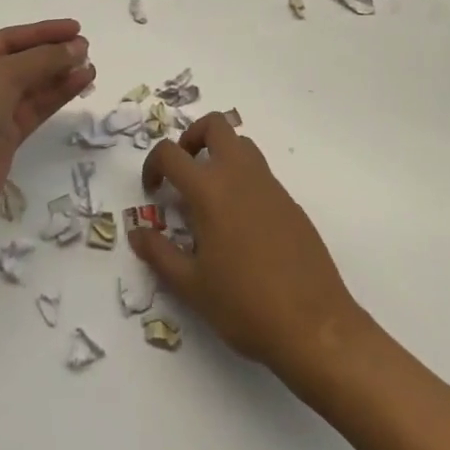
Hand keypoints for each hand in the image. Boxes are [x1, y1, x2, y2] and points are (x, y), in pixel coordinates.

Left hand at [0, 19, 93, 237]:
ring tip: (90, 67)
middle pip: (21, 62)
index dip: (43, 32)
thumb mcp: (1, 76)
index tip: (76, 28)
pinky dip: (57, 96)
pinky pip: (35, 109)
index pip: (8, 39)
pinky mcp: (4, 139)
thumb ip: (42, 59)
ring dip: (60, 75)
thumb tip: (77, 47)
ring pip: (31, 87)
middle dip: (53, 54)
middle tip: (87, 49)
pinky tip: (81, 84)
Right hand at [130, 112, 363, 385]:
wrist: (313, 324)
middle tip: (183, 172)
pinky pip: (260, 172)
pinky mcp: (290, 201)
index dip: (153, 165)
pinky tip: (239, 224)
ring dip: (220, 154)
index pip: (171, 153)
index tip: (153, 191)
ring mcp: (270, 184)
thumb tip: (137, 232)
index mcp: (210, 190)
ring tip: (209, 197)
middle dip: (192, 138)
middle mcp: (240, 175)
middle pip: (215, 125)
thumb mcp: (192, 286)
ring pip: (241, 144)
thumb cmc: (244, 305)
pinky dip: (242, 180)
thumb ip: (160, 254)